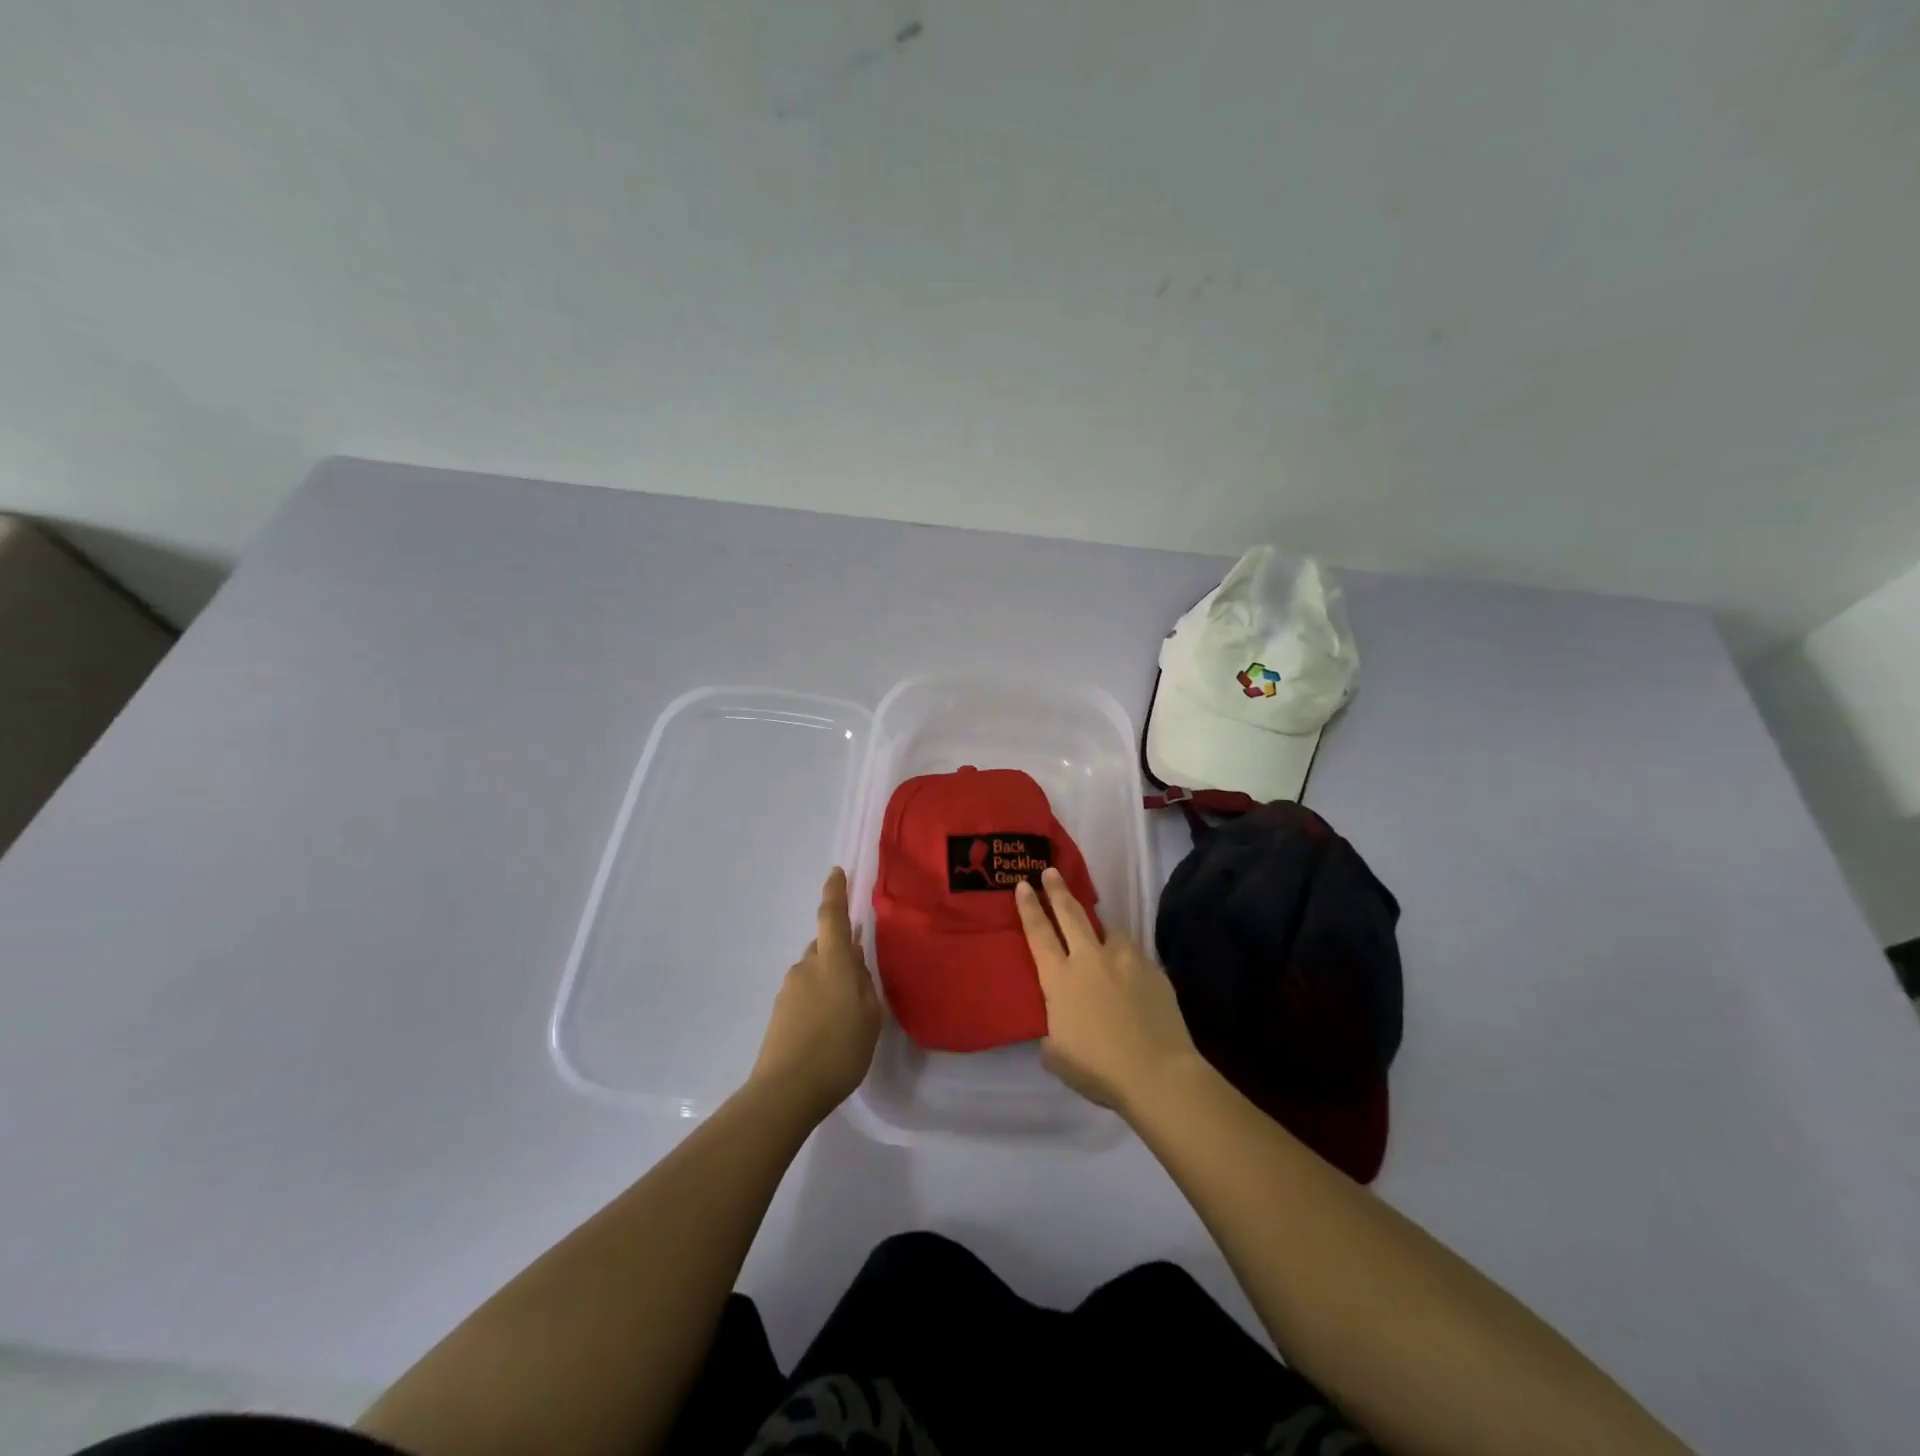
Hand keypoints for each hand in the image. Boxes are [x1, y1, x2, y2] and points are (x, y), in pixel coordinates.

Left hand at [750, 867, 881, 1123]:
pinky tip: (829, 1028)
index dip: (835, 892)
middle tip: (860, 973)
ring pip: (815, 972)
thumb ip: (864, 983)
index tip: (837, 872)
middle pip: (824, 946)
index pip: (831, 915)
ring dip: (830, 980)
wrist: (786, 1091)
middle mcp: (806, 966)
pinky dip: (818, 1000)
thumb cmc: (839, 1050)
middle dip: (840, 952)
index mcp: (832, 961)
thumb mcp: (870, 1016)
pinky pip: (805, 993)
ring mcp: (789, 989)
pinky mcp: (779, 1012)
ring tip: (848, 1012)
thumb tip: (854, 960)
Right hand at [1014, 867, 1199, 1114]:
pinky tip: (1127, 971)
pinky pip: (1133, 953)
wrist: (1157, 1073)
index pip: (1038, 933)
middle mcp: (1090, 959)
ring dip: (1098, 925)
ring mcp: (1124, 960)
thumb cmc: (1099, 1069)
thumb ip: (1051, 1030)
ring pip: (1107, 929)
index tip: (1023, 884)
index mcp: (1060, 979)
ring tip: (1098, 929)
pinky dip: (1124, 956)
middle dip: (1058, 890)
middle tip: (1051, 870)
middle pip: (1070, 914)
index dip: (1029, 907)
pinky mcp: (1152, 969)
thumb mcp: (1056, 1055)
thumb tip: (1056, 1024)